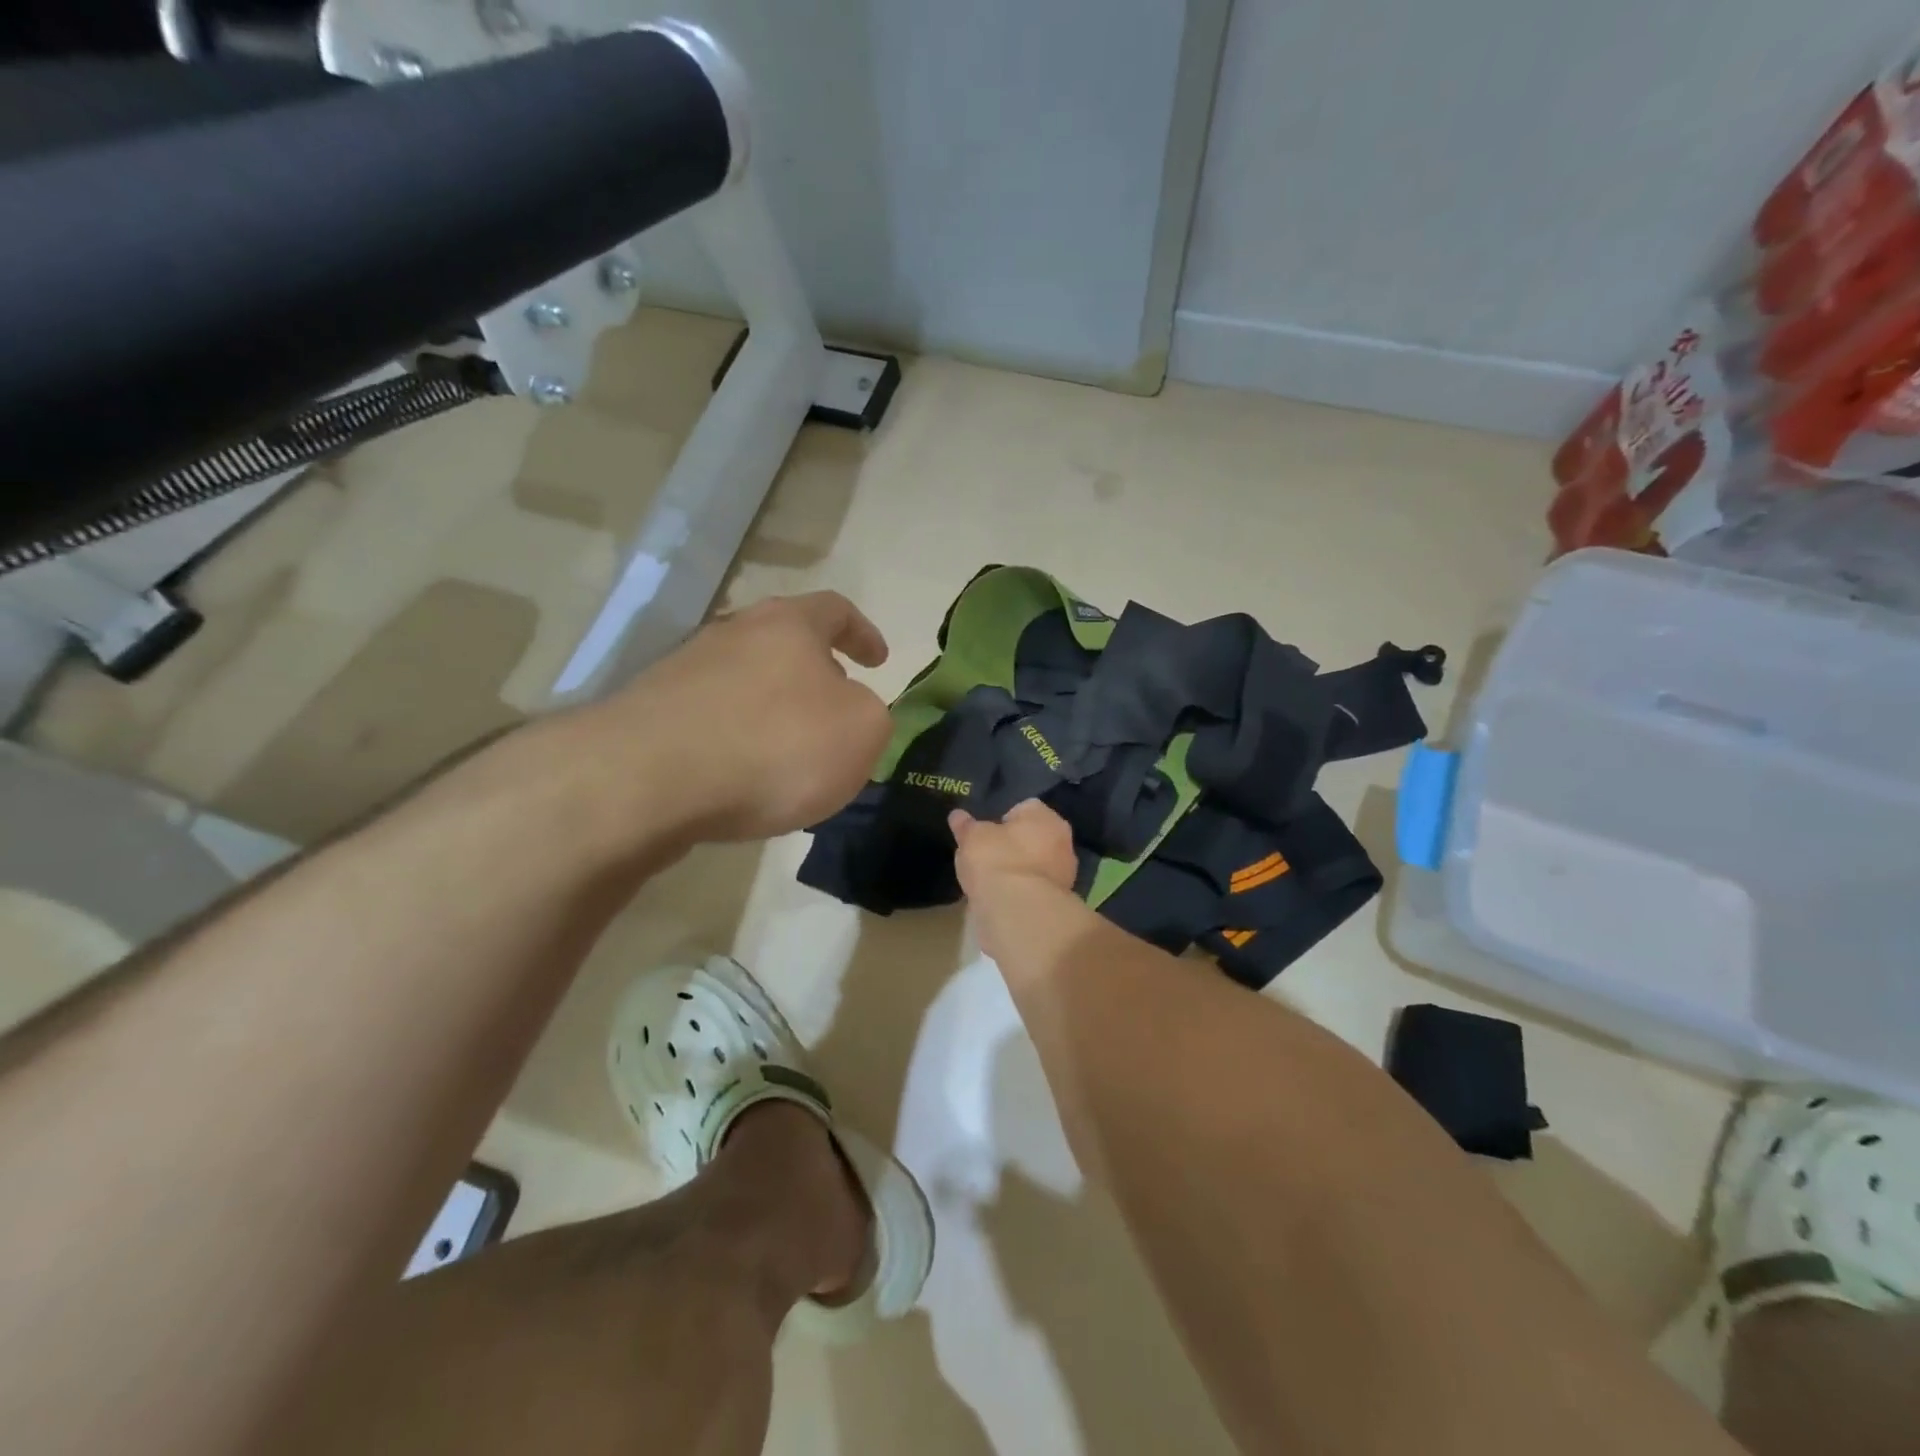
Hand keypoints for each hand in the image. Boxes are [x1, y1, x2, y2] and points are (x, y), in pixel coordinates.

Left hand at [595, 592, 892, 842]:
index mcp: (789, 624)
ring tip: (789, 759)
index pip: (835, 609)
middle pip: (783, 643)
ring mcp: (682, 671)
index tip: (878, 661)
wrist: (648, 780)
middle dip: (814, 674)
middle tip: (834, 712)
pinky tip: (742, 780)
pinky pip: (711, 720)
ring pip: (744, 683)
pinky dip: (736, 742)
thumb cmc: (774, 745)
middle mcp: (732, 633)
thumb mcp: (861, 732)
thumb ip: (871, 715)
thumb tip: (849, 711)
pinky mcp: (649, 714)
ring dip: (772, 711)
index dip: (863, 632)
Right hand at [950, 799, 1078, 898]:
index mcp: (1046, 817)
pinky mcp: (1058, 901)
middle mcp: (1063, 841)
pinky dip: (1021, 891)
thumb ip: (966, 826)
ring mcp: (1064, 873)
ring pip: (1036, 864)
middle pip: (1034, 837)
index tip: (986, 833)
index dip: (1002, 819)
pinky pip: (1034, 887)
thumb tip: (957, 816)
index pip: (1025, 808)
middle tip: (988, 855)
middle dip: (1015, 844)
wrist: (1018, 911)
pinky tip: (1002, 897)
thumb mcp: (972, 837)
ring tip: (992, 880)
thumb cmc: (996, 860)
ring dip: (1019, 869)